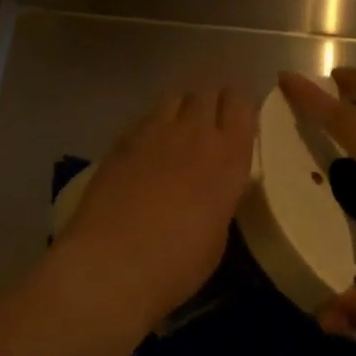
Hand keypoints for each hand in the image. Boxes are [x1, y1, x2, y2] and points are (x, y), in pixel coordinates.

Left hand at [55, 86, 256, 317]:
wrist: (113, 263)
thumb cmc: (177, 264)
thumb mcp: (217, 233)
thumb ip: (219, 196)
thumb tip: (211, 186)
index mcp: (228, 157)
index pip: (241, 104)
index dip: (239, 106)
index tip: (238, 120)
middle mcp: (194, 133)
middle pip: (207, 92)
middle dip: (211, 102)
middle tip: (210, 125)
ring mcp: (154, 132)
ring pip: (174, 97)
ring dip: (181, 108)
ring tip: (177, 131)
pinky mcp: (120, 140)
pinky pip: (144, 118)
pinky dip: (151, 126)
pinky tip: (146, 150)